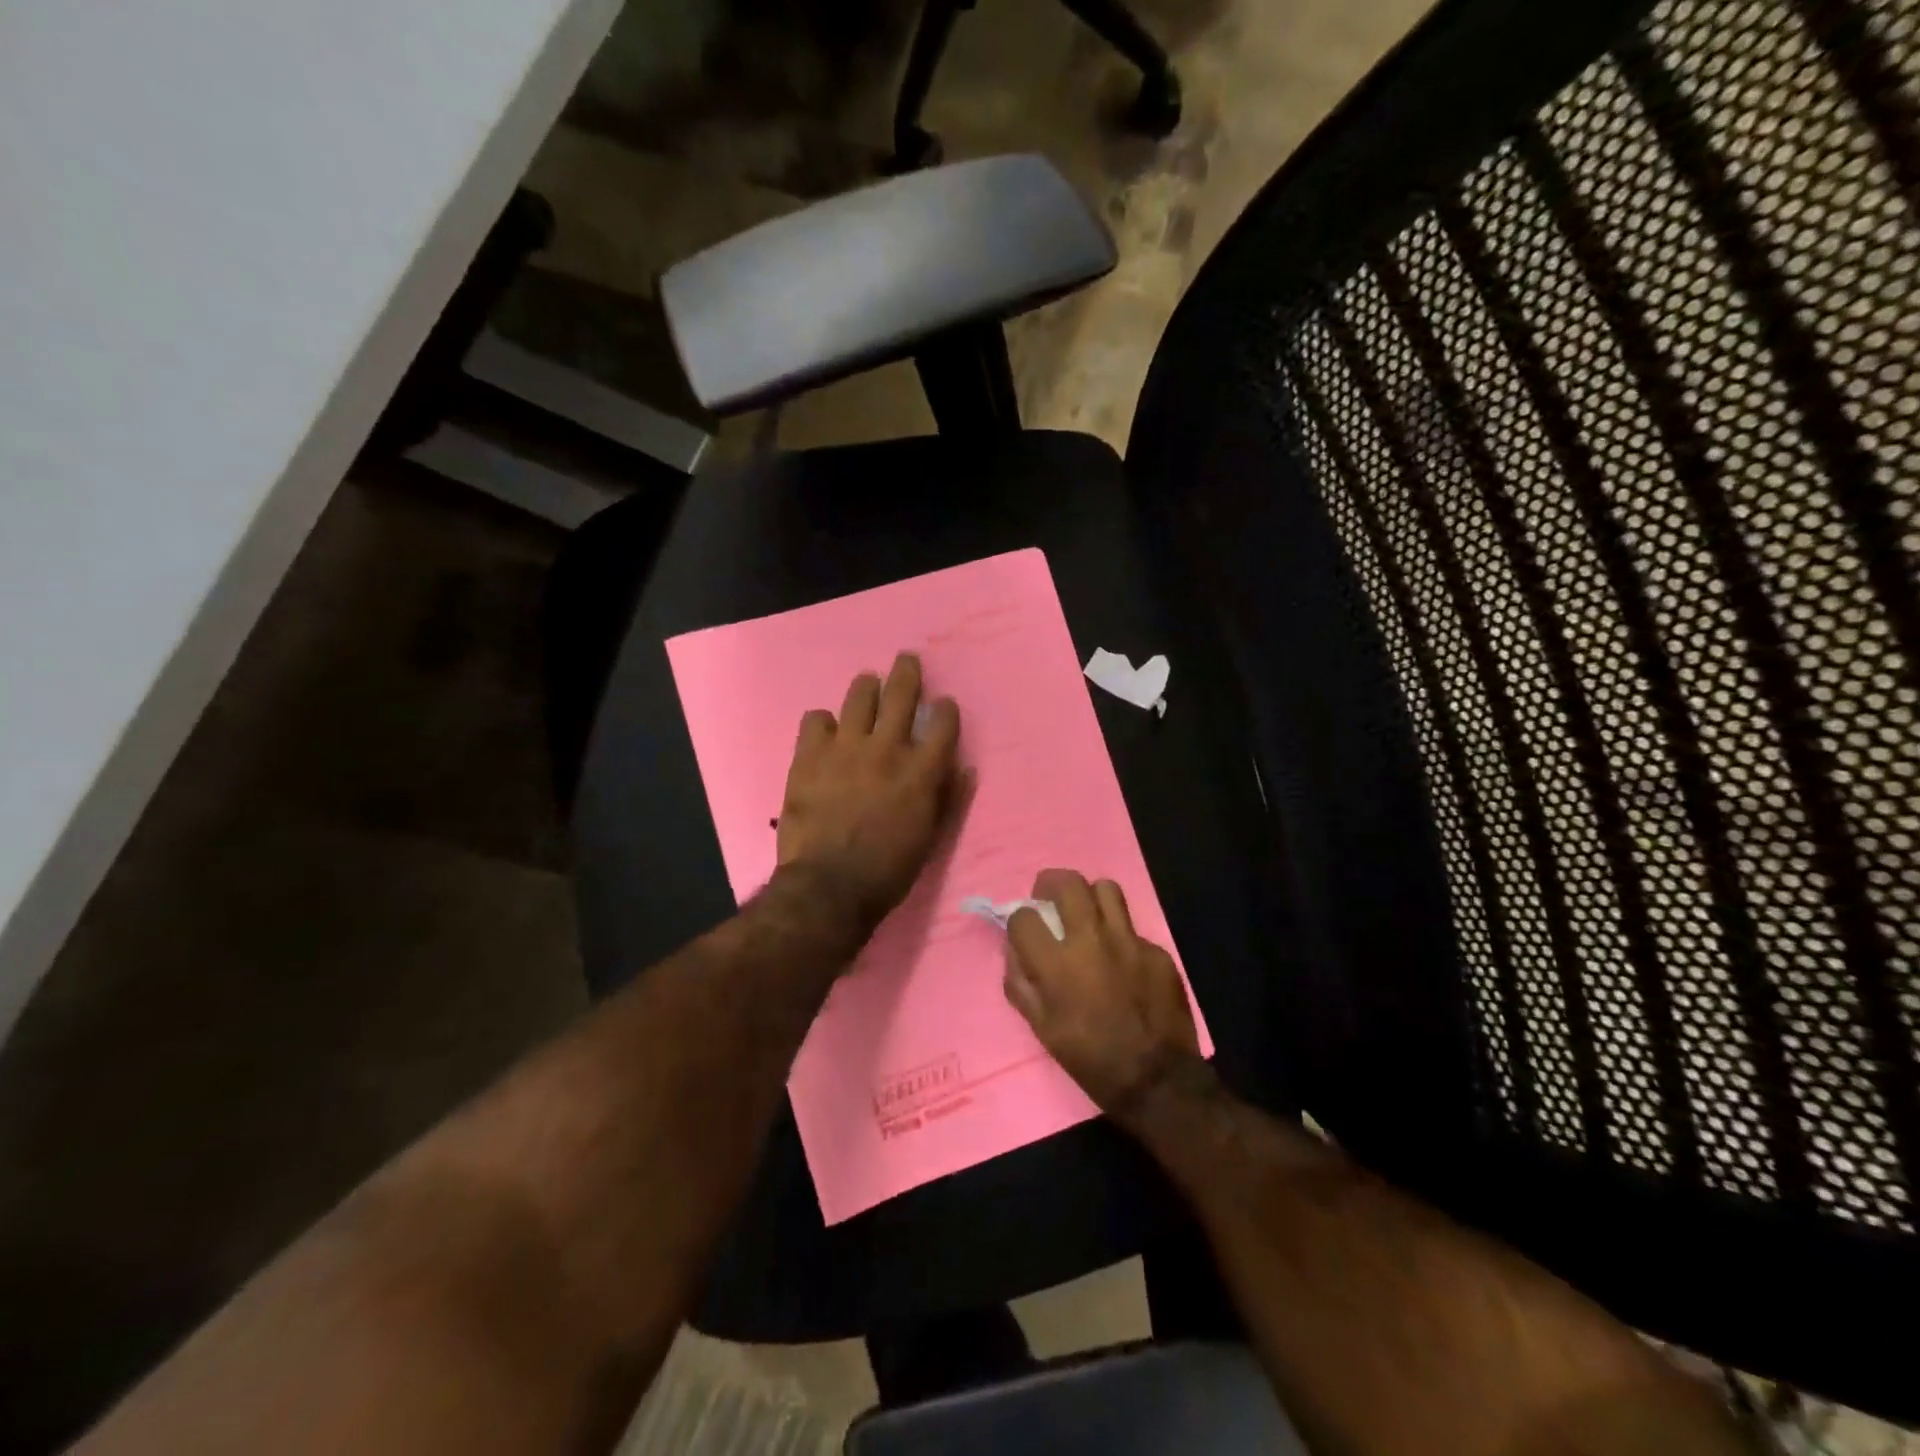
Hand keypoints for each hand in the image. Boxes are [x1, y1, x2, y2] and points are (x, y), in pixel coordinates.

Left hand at [776, 653, 963, 932]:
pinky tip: (826, 730)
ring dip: (867, 686)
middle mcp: (887, 748)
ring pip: (859, 696)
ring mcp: (845, 747)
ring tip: (868, 683)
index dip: (945, 709)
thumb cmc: (889, 870)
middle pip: (902, 694)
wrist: (829, 886)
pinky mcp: (809, 755)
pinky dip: (823, 722)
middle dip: (907, 672)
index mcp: (921, 770)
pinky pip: (816, 720)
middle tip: (907, 659)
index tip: (943, 703)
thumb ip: (948, 798)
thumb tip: (964, 767)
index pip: (942, 723)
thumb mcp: (931, 838)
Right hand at [1004, 869, 1200, 1120]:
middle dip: (1050, 884)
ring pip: (1106, 889)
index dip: (1019, 921)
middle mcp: (1091, 940)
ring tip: (1086, 914)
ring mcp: (1129, 942)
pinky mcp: (1157, 951)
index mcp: (1057, 963)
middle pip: (1067, 883)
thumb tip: (1014, 950)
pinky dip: (1120, 937)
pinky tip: (1121, 961)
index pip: (1024, 916)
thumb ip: (1021, 983)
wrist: (1156, 1080)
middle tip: (1048, 898)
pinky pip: (1132, 928)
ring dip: (1089, 897)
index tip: (1024, 931)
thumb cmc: (1090, 1059)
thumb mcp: (1041, 1028)